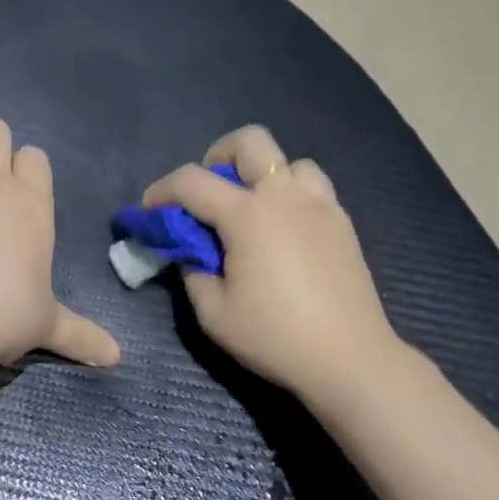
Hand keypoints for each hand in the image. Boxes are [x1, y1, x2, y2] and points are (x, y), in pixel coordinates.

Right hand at [144, 125, 396, 395]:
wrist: (349, 359)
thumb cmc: (275, 337)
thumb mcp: (213, 313)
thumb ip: (192, 271)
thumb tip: (190, 251)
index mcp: (249, 215)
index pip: (192, 181)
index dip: (161, 191)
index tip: (149, 211)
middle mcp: (285, 196)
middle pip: (250, 141)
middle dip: (218, 156)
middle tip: (210, 194)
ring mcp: (320, 205)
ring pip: (289, 161)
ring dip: (263, 175)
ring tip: (253, 210)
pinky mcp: (342, 222)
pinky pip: (313, 186)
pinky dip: (290, 194)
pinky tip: (284, 230)